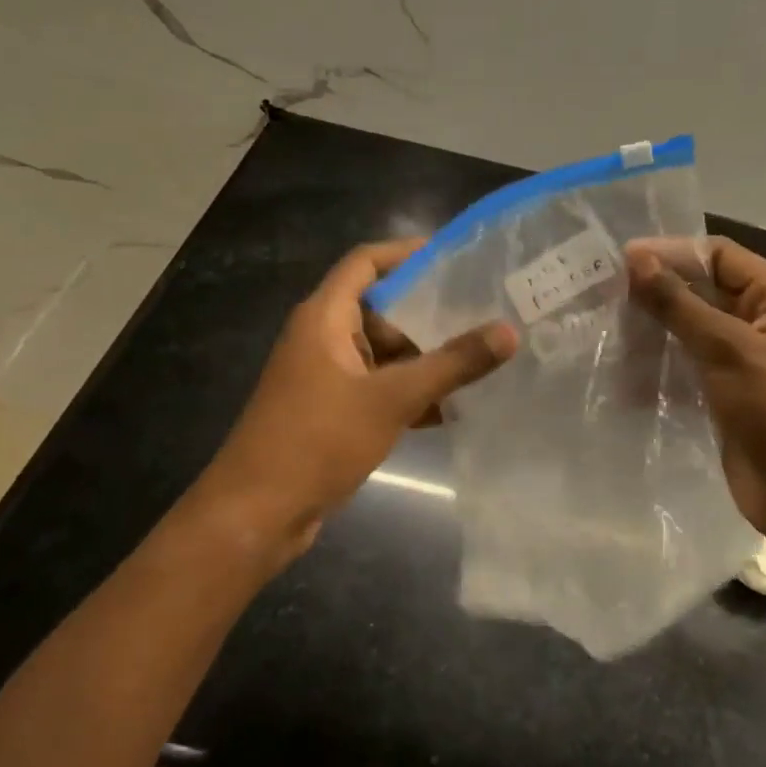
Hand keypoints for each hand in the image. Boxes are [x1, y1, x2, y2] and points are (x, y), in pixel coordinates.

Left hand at [187, 239, 516, 569]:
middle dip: (428, 312)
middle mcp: (322, 337)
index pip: (366, 262)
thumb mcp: (392, 398)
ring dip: (423, 357)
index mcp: (325, 317)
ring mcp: (325, 375)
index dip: (407, 252)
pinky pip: (377, 385)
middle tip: (482, 311)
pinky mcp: (330, 409)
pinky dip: (408, 391)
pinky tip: (450, 408)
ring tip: (478, 358)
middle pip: (381, 308)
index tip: (455, 256)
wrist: (256, 514)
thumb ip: (452, 364)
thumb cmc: (318, 440)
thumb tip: (508, 331)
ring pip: (383, 352)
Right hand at [626, 237, 765, 557]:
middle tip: (605, 294)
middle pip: (704, 290)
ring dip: (655, 329)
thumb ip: (679, 303)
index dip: (672, 253)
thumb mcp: (727, 349)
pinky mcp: (728, 391)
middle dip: (659, 292)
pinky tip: (624, 370)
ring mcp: (746, 358)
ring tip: (608, 329)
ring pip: (692, 328)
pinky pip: (689, 363)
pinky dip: (661, 363)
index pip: (719, 256)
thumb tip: (635, 259)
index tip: (621, 261)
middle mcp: (765, 319)